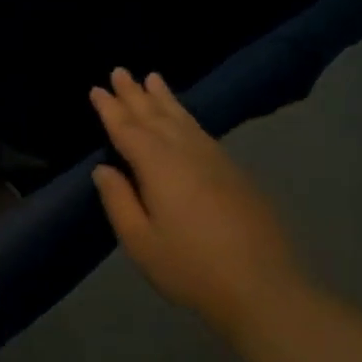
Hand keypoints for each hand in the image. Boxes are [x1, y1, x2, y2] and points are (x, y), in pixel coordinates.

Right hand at [90, 70, 311, 329]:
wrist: (265, 290)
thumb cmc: (191, 268)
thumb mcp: (140, 241)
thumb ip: (119, 200)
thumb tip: (103, 169)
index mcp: (160, 168)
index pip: (128, 130)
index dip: (111, 109)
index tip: (97, 88)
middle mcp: (189, 155)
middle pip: (157, 117)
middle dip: (136, 94)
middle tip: (120, 70)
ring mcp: (217, 162)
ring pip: (185, 120)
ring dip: (165, 99)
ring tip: (153, 78)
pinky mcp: (236, 175)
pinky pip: (202, 132)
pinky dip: (187, 117)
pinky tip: (184, 118)